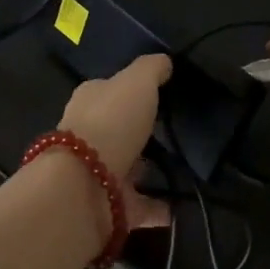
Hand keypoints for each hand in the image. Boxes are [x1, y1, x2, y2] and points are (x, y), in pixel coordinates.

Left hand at [56, 53, 172, 230]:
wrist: (84, 185)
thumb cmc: (110, 122)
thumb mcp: (136, 82)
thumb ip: (151, 69)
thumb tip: (164, 61)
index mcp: (90, 101)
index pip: (110, 90)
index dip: (132, 90)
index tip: (160, 93)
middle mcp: (89, 135)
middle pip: (119, 129)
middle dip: (141, 132)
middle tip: (177, 132)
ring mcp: (98, 172)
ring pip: (129, 167)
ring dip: (150, 170)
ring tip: (185, 169)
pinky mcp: (110, 205)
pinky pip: (142, 205)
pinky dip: (160, 207)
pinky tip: (183, 205)